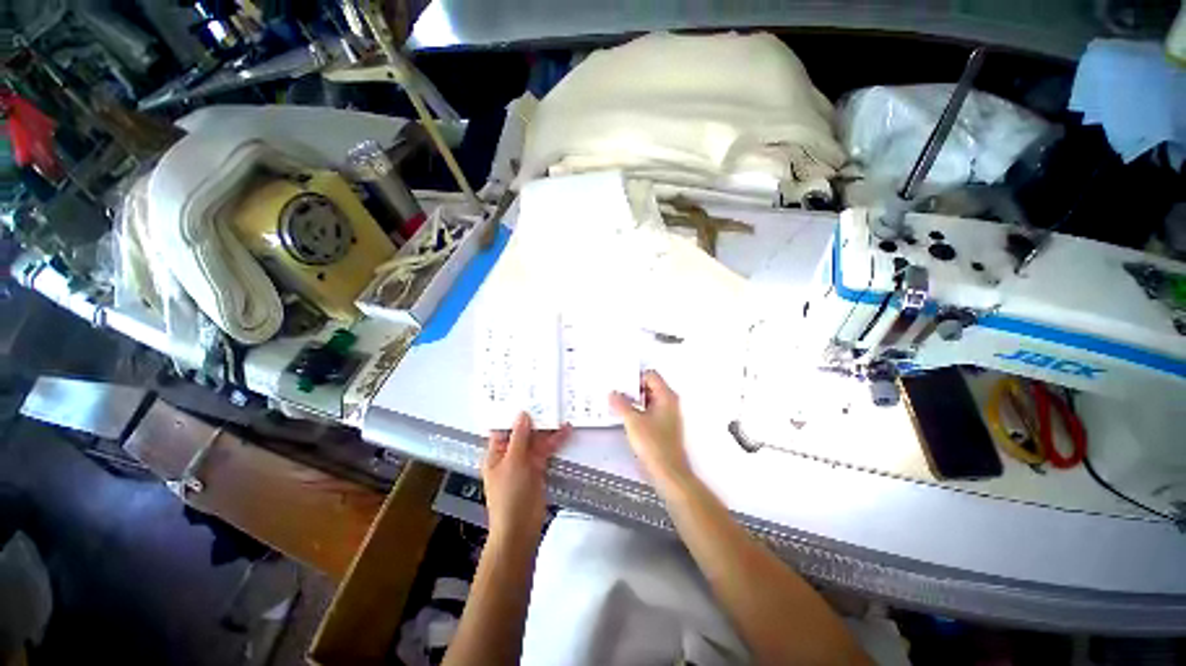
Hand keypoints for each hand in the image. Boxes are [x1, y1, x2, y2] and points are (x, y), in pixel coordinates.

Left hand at [482, 412, 570, 540]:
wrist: (521, 527)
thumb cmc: (510, 494)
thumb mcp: (513, 462)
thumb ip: (520, 437)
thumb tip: (522, 414)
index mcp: (495, 453)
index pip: (503, 428)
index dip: (513, 414)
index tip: (526, 397)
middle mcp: (509, 454)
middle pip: (522, 432)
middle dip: (535, 419)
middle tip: (548, 400)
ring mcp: (525, 462)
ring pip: (536, 440)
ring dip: (548, 429)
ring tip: (561, 413)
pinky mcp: (538, 468)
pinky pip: (546, 450)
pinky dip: (555, 441)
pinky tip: (565, 431)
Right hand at [609, 370, 694, 489]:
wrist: (668, 472)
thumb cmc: (655, 446)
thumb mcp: (633, 421)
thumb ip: (621, 404)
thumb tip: (613, 394)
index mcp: (666, 396)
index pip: (650, 375)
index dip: (634, 377)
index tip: (620, 383)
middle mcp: (669, 403)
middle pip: (648, 386)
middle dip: (632, 389)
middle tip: (616, 393)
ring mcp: (667, 415)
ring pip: (647, 399)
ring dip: (633, 401)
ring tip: (617, 405)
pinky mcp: (662, 426)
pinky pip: (648, 411)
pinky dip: (637, 411)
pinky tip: (625, 418)